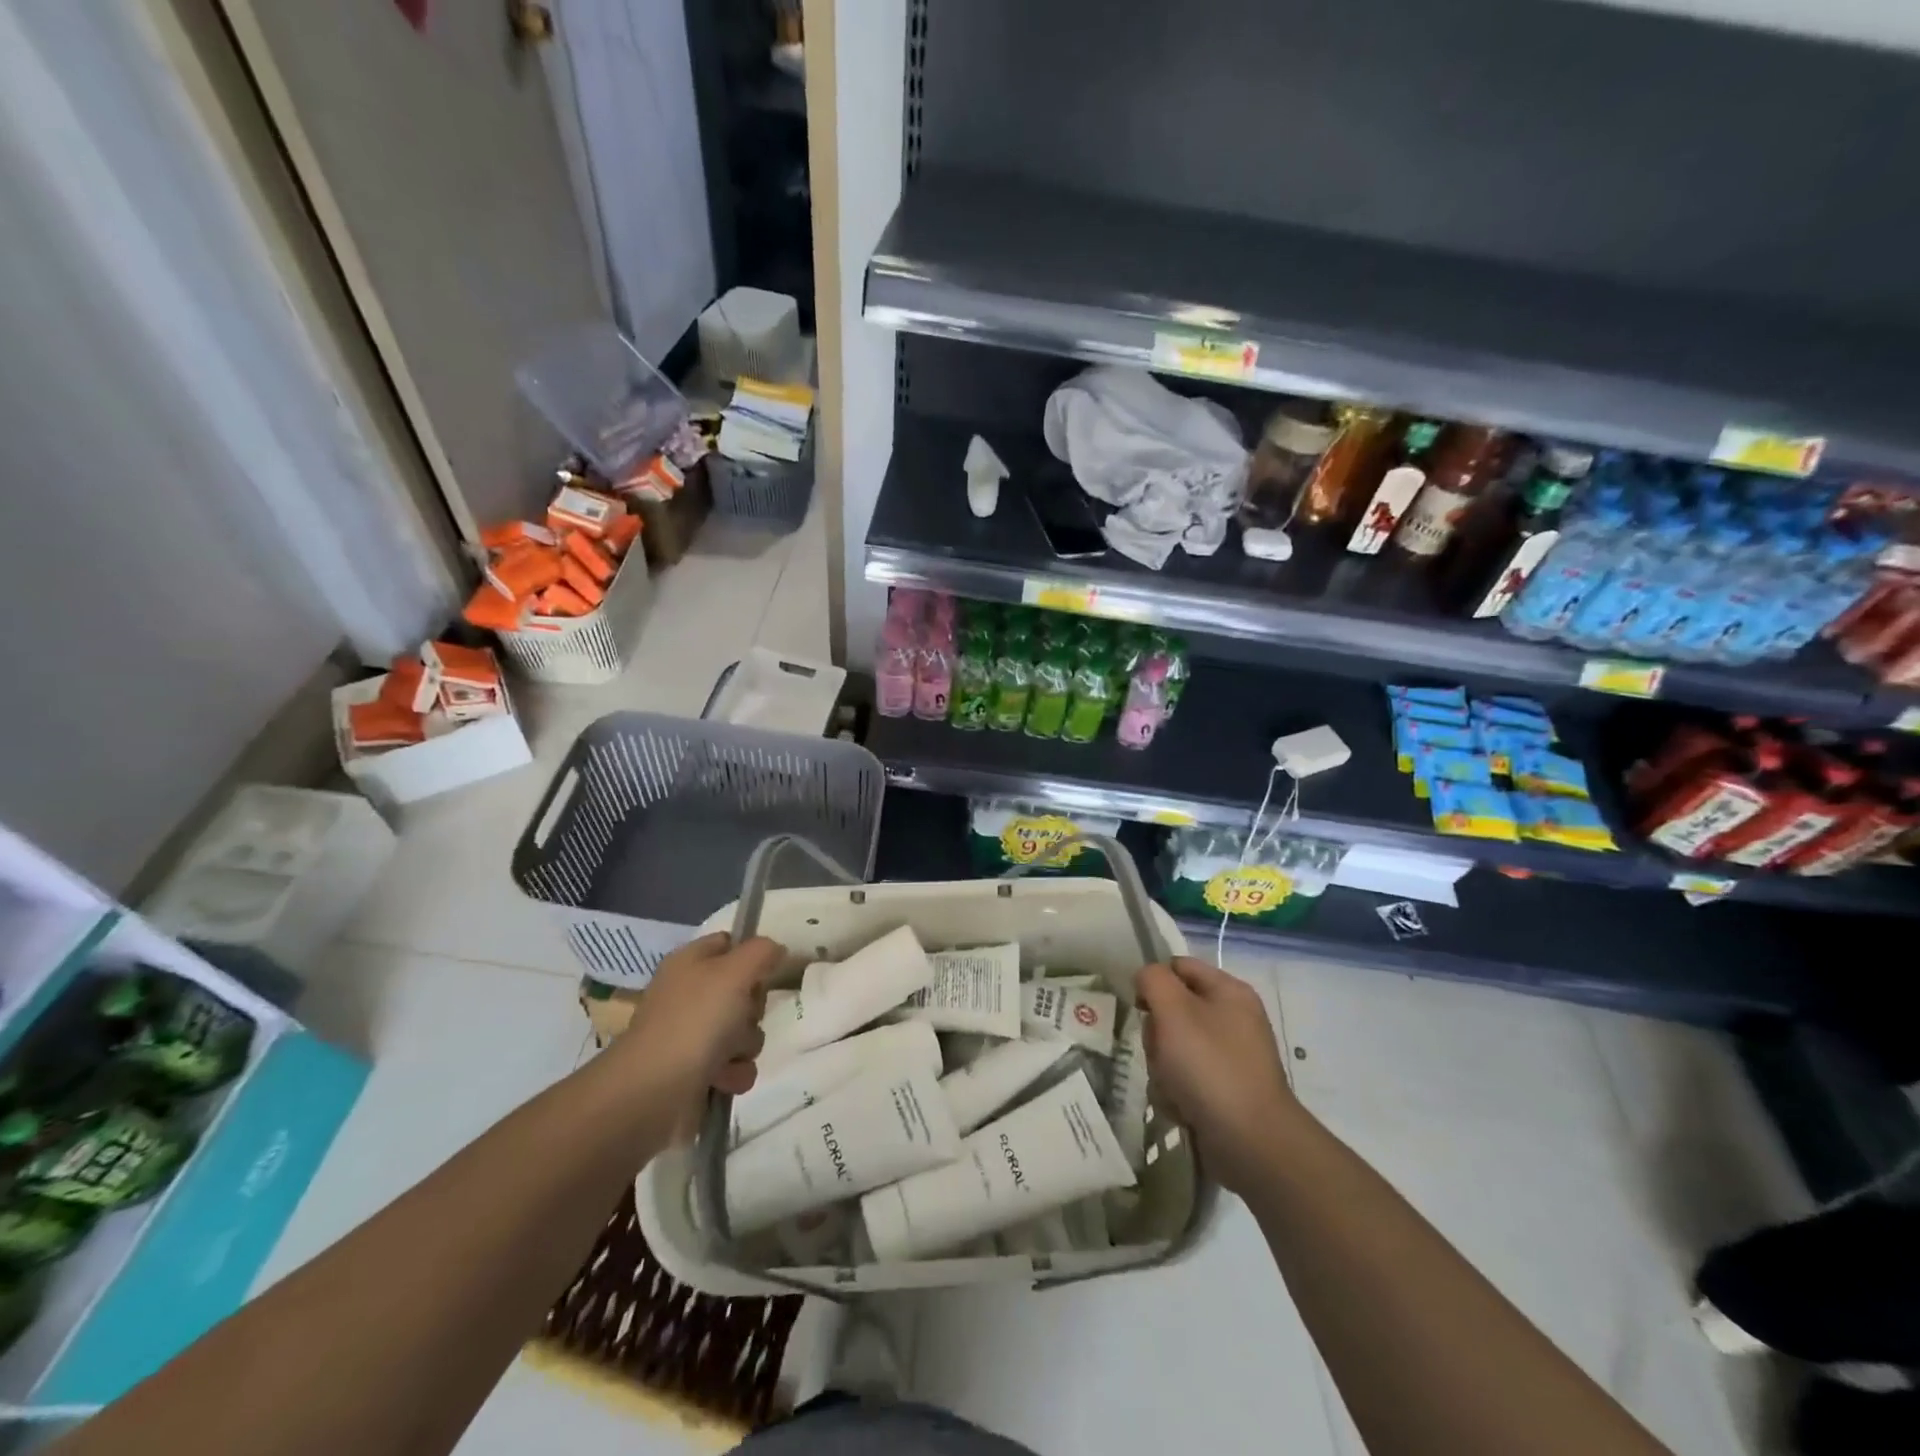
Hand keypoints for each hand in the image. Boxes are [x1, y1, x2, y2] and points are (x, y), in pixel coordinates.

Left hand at [615, 933, 784, 1110]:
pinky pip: (736, 1064)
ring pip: (744, 1029)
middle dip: (753, 1007)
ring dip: (746, 1043)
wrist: (653, 1093)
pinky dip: (735, 1072)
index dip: (752, 953)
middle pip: (744, 990)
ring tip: (729, 1054)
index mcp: (690, 962)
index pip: (730, 943)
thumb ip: (761, 951)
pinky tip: (724, 1078)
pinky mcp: (698, 1071)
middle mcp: (690, 995)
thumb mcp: (734, 972)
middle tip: (743, 1014)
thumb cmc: (695, 1021)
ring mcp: (693, 1034)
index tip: (770, 968)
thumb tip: (777, 950)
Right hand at [1136, 957, 1295, 1193]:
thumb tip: (1147, 978)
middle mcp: (1233, 1020)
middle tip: (1161, 1052)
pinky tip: (1182, 1107)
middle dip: (1157, 1034)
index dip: (1154, 982)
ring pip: (1173, 1048)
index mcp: (1229, 991)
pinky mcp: (1223, 1091)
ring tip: (1172, 1087)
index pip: (1179, 967)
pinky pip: (1184, 1079)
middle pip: (1173, 1010)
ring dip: (1162, 1068)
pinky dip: (1176, 1093)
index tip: (1140, 1007)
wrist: (1252, 1143)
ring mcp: (1229, 1058)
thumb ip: (1154, 980)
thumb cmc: (1210, 1066)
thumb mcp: (1174, 1010)